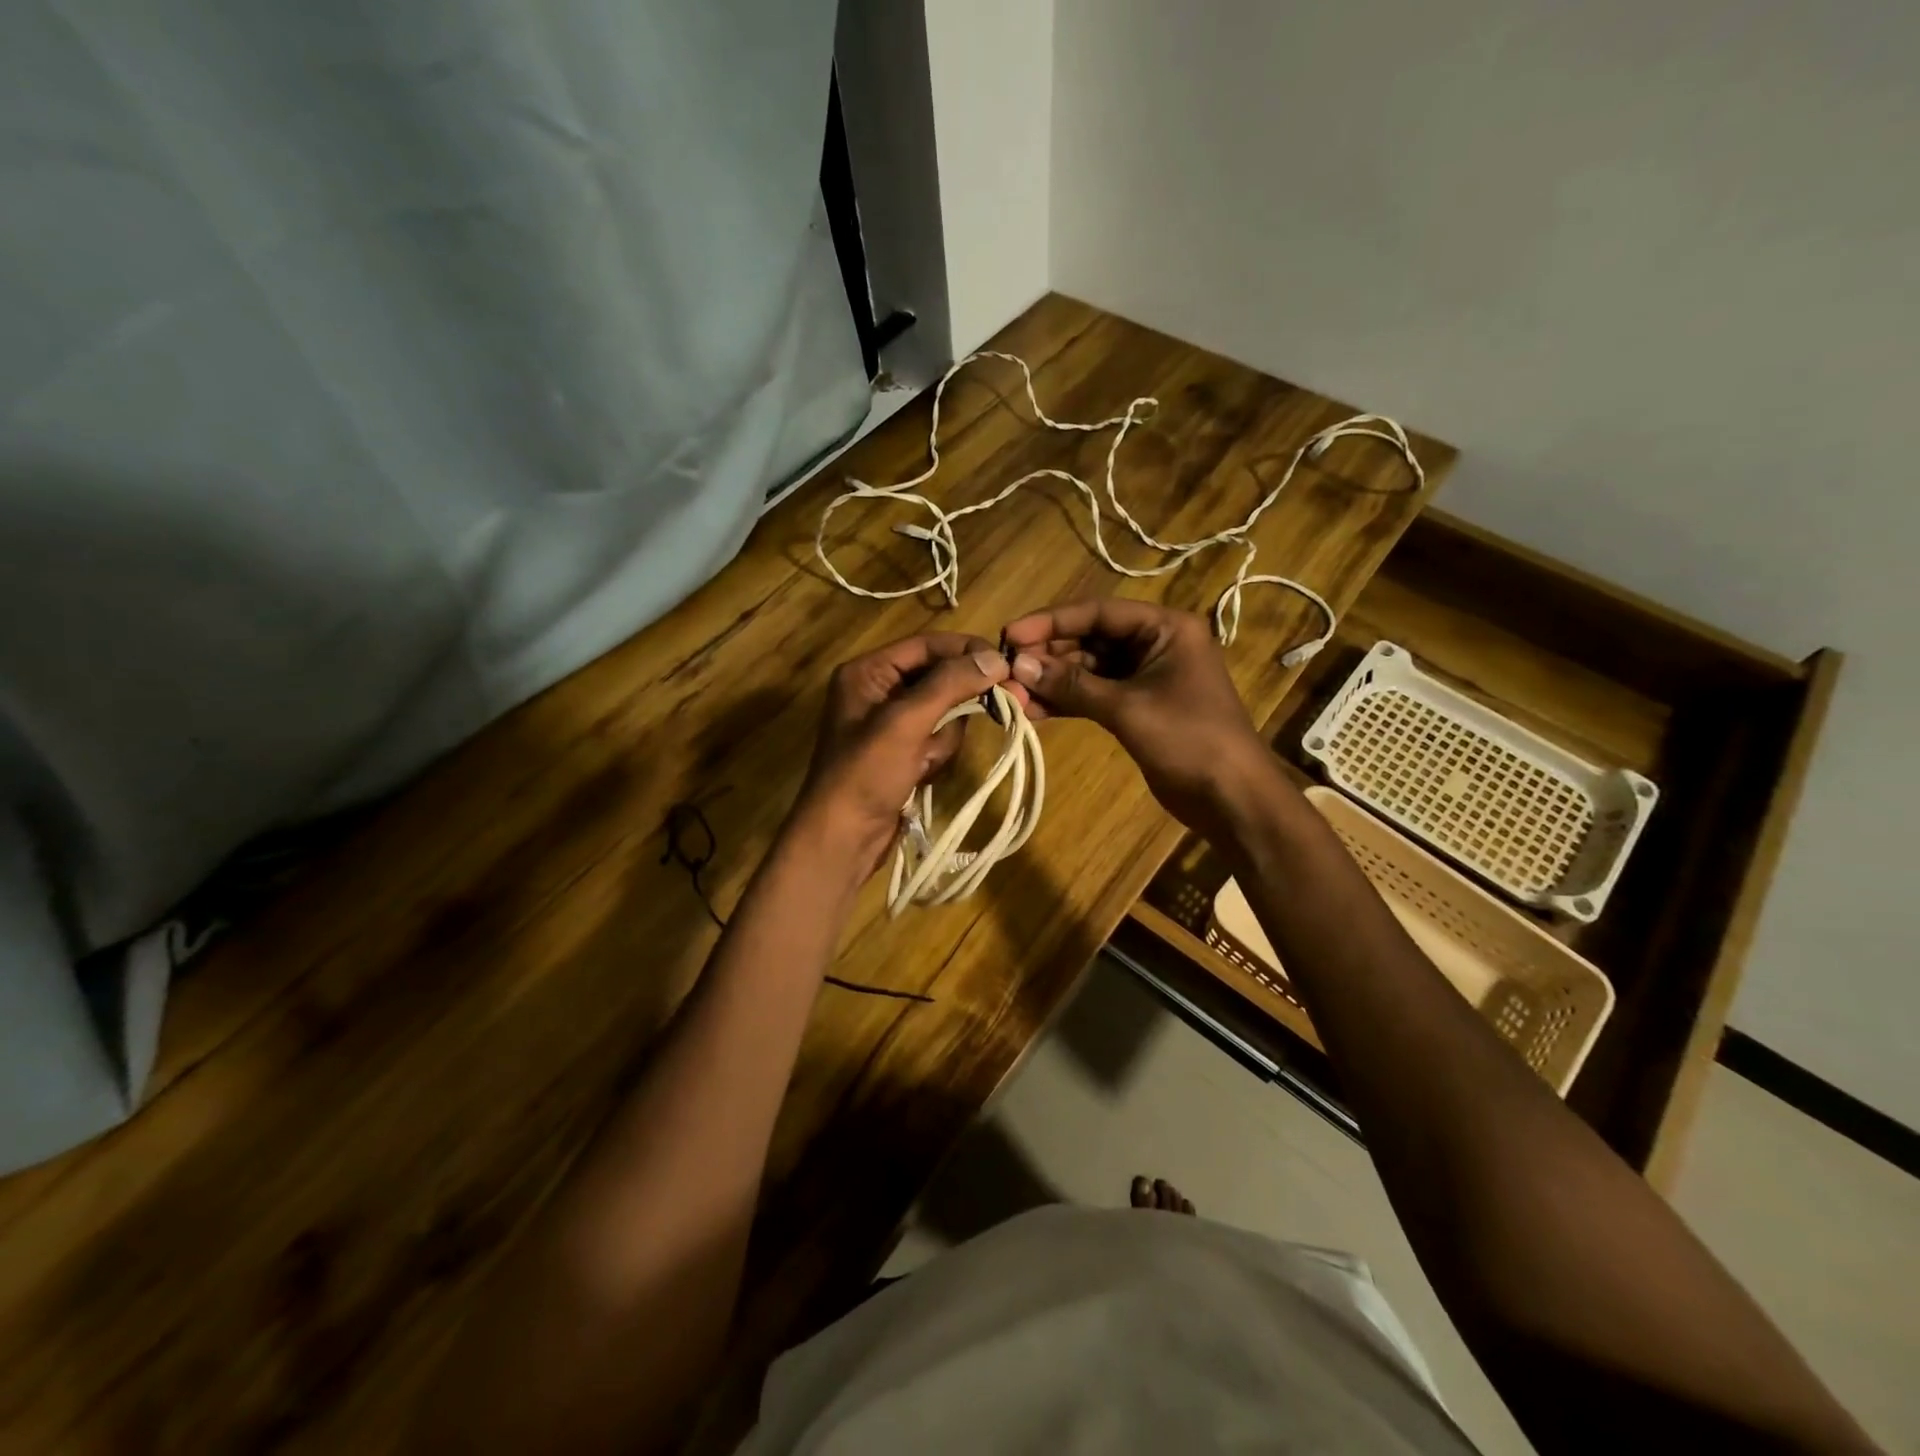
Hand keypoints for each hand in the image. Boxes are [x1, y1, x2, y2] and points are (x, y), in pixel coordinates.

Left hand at [790, 632, 1024, 877]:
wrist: (843, 838)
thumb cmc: (866, 773)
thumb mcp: (906, 722)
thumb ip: (949, 684)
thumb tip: (996, 658)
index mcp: (868, 672)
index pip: (926, 644)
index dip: (965, 650)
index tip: (1005, 663)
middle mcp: (878, 690)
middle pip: (939, 678)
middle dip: (955, 702)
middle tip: (998, 705)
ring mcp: (891, 724)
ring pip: (944, 712)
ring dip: (943, 737)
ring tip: (924, 760)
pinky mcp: (903, 752)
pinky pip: (938, 739)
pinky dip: (937, 755)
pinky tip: (921, 774)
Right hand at [1002, 599, 1272, 838]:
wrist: (1231, 798)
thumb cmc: (1188, 739)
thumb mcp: (1127, 708)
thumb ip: (1072, 685)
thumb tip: (1018, 666)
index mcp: (1165, 628)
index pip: (1098, 612)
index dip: (1051, 622)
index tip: (1010, 635)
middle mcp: (1154, 644)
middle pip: (1090, 639)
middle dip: (1048, 656)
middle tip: (1005, 672)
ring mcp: (1144, 677)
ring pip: (1088, 670)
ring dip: (1052, 681)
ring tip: (1013, 696)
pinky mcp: (1136, 707)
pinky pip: (1094, 695)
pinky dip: (1067, 702)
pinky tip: (1034, 712)